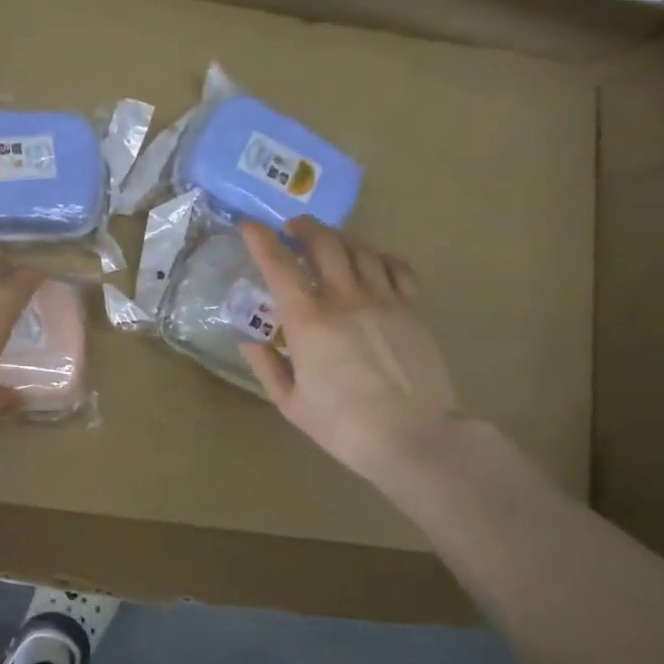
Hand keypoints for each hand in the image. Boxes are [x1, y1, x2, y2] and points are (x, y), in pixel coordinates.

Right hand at [239, 219, 463, 493]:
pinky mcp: (412, 309)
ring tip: (329, 240)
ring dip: (339, 237)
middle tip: (292, 228)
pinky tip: (373, 261)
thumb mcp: (291, 404)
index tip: (249, 226)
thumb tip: (249, 343)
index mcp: (307, 320)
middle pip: (324, 242)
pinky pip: (397, 267)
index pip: (278, 264)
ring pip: (360, 249)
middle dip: (303, 227)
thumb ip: (267, 368)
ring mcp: (383, 299)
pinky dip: (379, 256)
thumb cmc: (343, 425)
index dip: (260, 239)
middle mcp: (344, 298)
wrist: (414, 436)